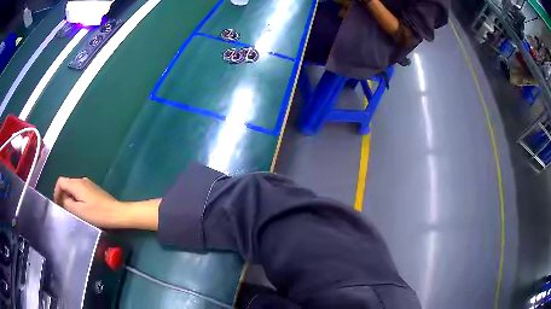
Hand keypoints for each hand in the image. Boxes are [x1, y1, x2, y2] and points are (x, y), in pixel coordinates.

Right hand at [54, 177, 159, 229]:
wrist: (117, 213)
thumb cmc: (98, 213)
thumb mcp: (79, 211)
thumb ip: (67, 203)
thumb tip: (62, 199)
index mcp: (77, 184)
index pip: (60, 181)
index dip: (56, 192)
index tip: (58, 205)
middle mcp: (82, 180)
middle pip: (67, 184)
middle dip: (63, 195)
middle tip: (64, 210)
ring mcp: (89, 184)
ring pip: (73, 188)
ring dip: (70, 198)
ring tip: (72, 211)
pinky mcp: (94, 190)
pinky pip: (80, 191)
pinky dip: (77, 198)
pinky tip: (81, 209)